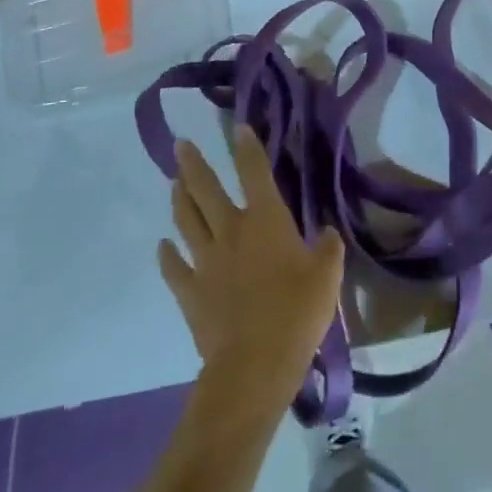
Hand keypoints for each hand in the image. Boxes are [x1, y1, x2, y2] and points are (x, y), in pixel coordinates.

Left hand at [160, 126, 345, 409]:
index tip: (238, 127)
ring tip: (174, 182)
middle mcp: (231, 231)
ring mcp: (205, 261)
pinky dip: (167, 254)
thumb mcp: (328, 275)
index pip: (254, 172)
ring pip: (187, 220)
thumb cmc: (298, 311)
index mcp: (266, 220)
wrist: (254, 363)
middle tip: (180, 144)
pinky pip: (174, 267)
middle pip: (206, 190)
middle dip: (193, 165)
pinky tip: (163, 245)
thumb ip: (328, 247)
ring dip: (179, 199)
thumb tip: (325, 232)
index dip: (247, 148)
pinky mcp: (190, 292)